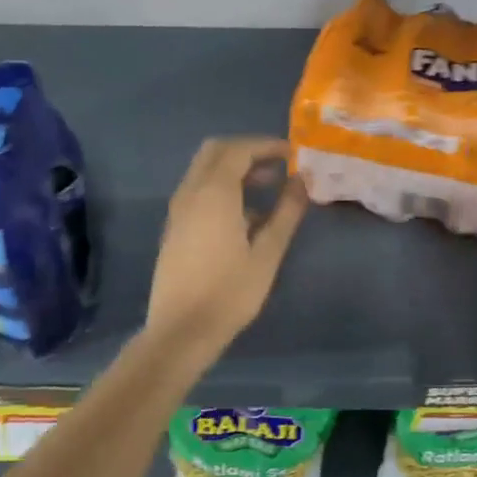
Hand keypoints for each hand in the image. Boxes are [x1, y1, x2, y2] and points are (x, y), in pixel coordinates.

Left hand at [146, 137, 307, 348]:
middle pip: (216, 151)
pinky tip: (244, 216)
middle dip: (247, 151)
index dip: (267, 145)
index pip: (239, 150)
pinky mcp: (174, 227)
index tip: (293, 154)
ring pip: (204, 170)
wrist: (181, 330)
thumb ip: (286, 212)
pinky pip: (197, 190)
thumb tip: (302, 181)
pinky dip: (220, 187)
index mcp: (214, 192)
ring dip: (233, 169)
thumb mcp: (267, 253)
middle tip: (277, 166)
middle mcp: (190, 192)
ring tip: (267, 189)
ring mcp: (178, 210)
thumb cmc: (230, 292)